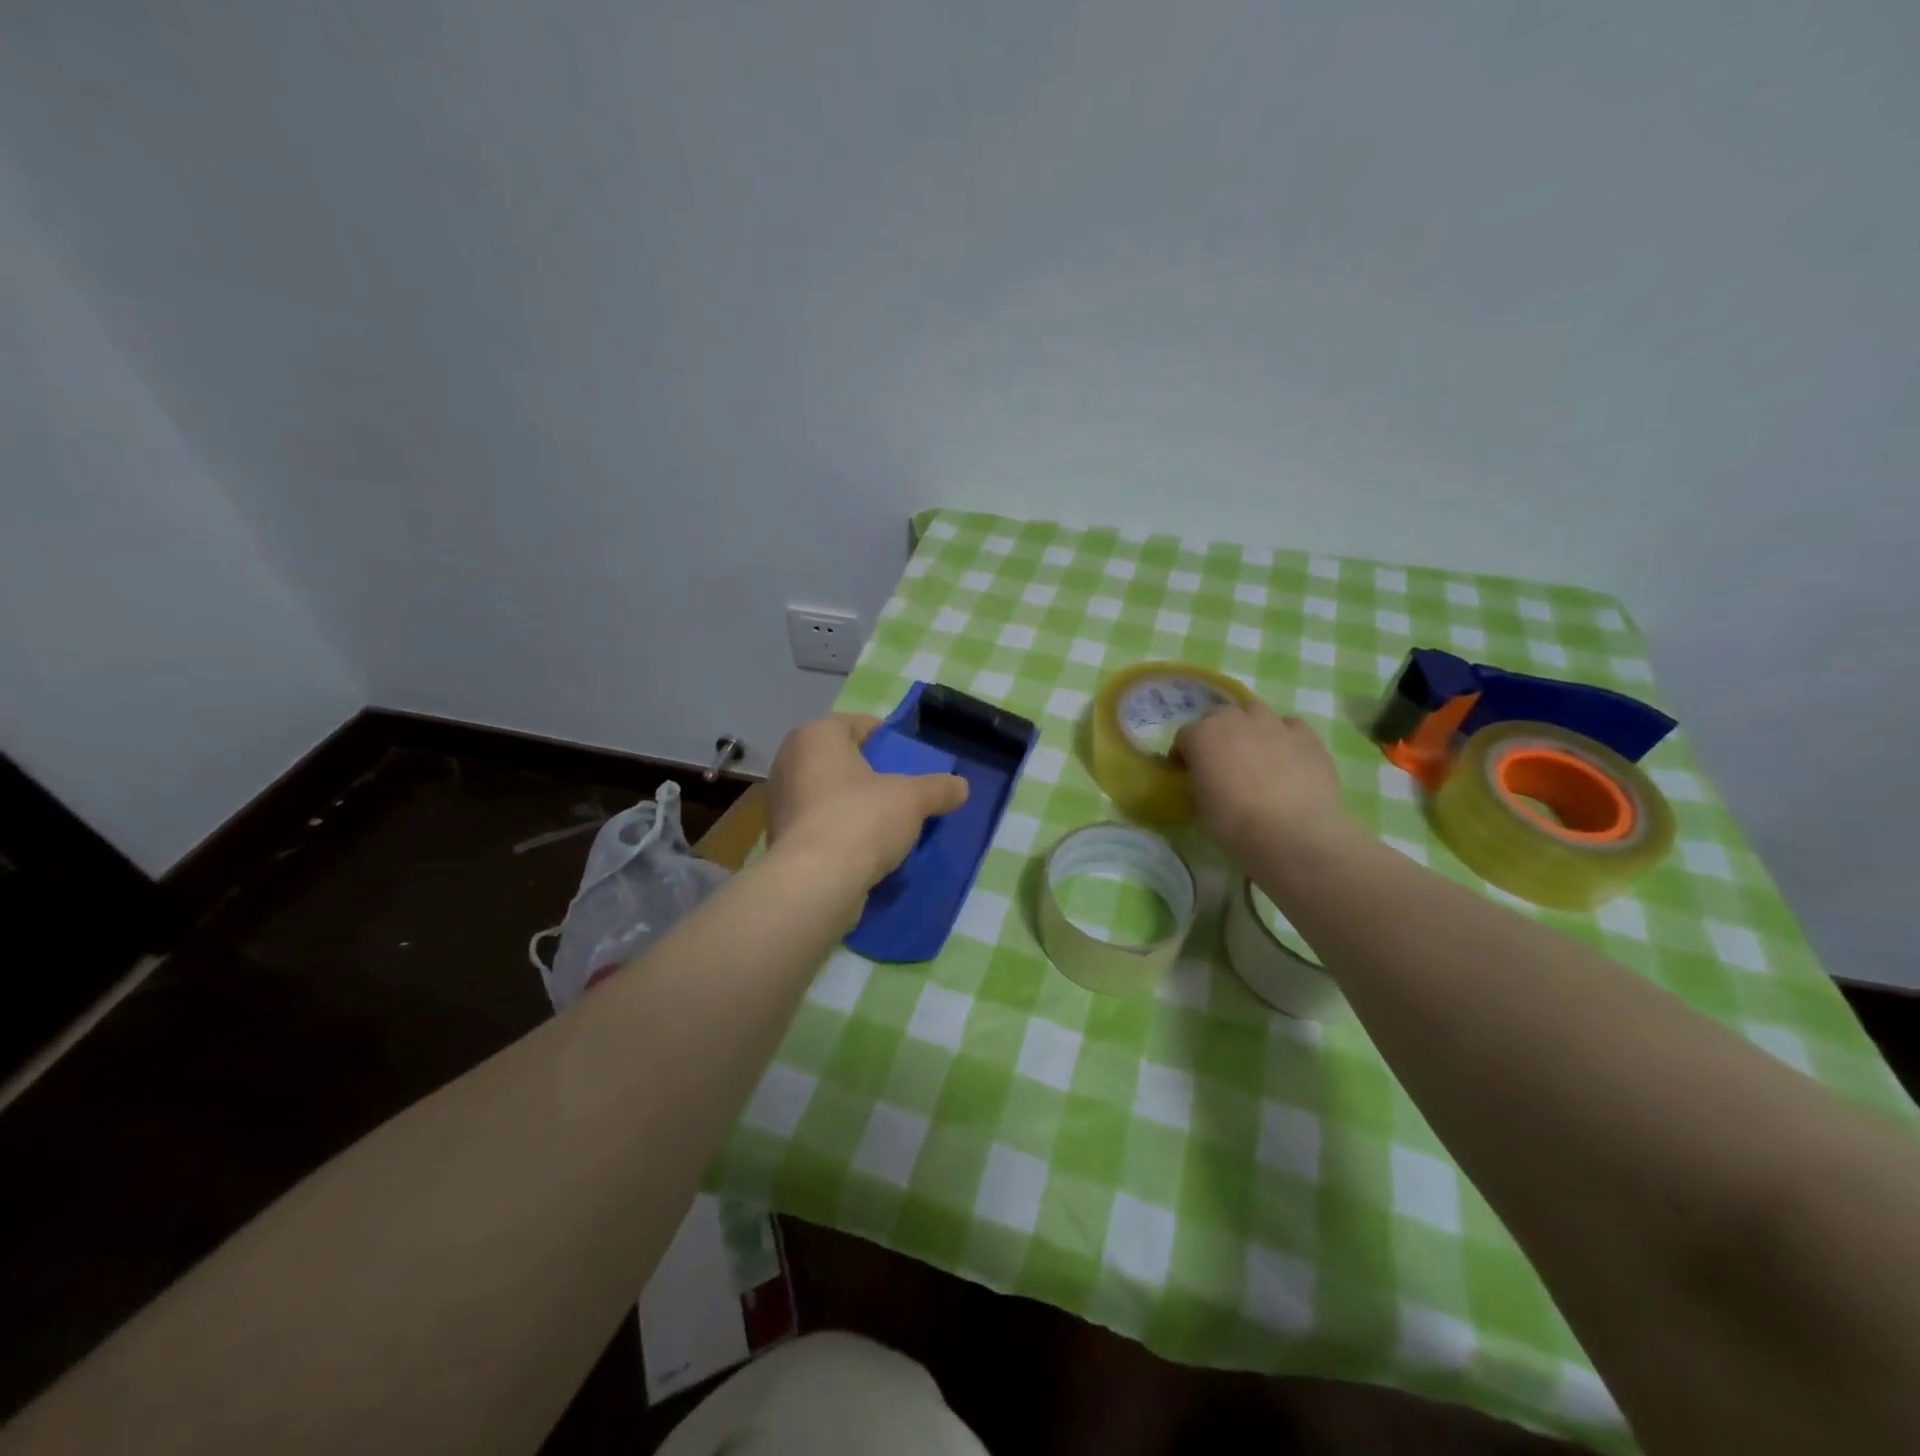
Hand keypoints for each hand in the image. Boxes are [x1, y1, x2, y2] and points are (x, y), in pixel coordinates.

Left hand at [766, 714, 969, 891]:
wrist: (814, 884)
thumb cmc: (861, 820)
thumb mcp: (913, 799)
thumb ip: (939, 788)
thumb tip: (962, 787)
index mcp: (816, 735)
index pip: (861, 725)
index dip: (891, 742)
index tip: (913, 763)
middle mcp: (791, 760)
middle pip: (845, 760)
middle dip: (874, 775)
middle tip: (904, 793)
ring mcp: (781, 801)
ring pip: (831, 794)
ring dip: (858, 805)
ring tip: (890, 824)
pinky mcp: (781, 837)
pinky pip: (821, 824)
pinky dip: (842, 831)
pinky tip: (867, 848)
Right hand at [1174, 701, 1349, 860]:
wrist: (1291, 833)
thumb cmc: (1234, 822)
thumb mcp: (1199, 805)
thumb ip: (1199, 781)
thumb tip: (1207, 779)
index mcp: (1202, 735)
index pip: (1184, 736)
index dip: (1182, 754)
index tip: (1185, 772)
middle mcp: (1237, 720)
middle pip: (1219, 716)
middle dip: (1215, 733)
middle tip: (1219, 760)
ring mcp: (1275, 724)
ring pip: (1256, 712)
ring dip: (1250, 727)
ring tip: (1255, 752)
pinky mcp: (1308, 737)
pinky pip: (1291, 727)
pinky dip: (1284, 737)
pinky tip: (1287, 757)